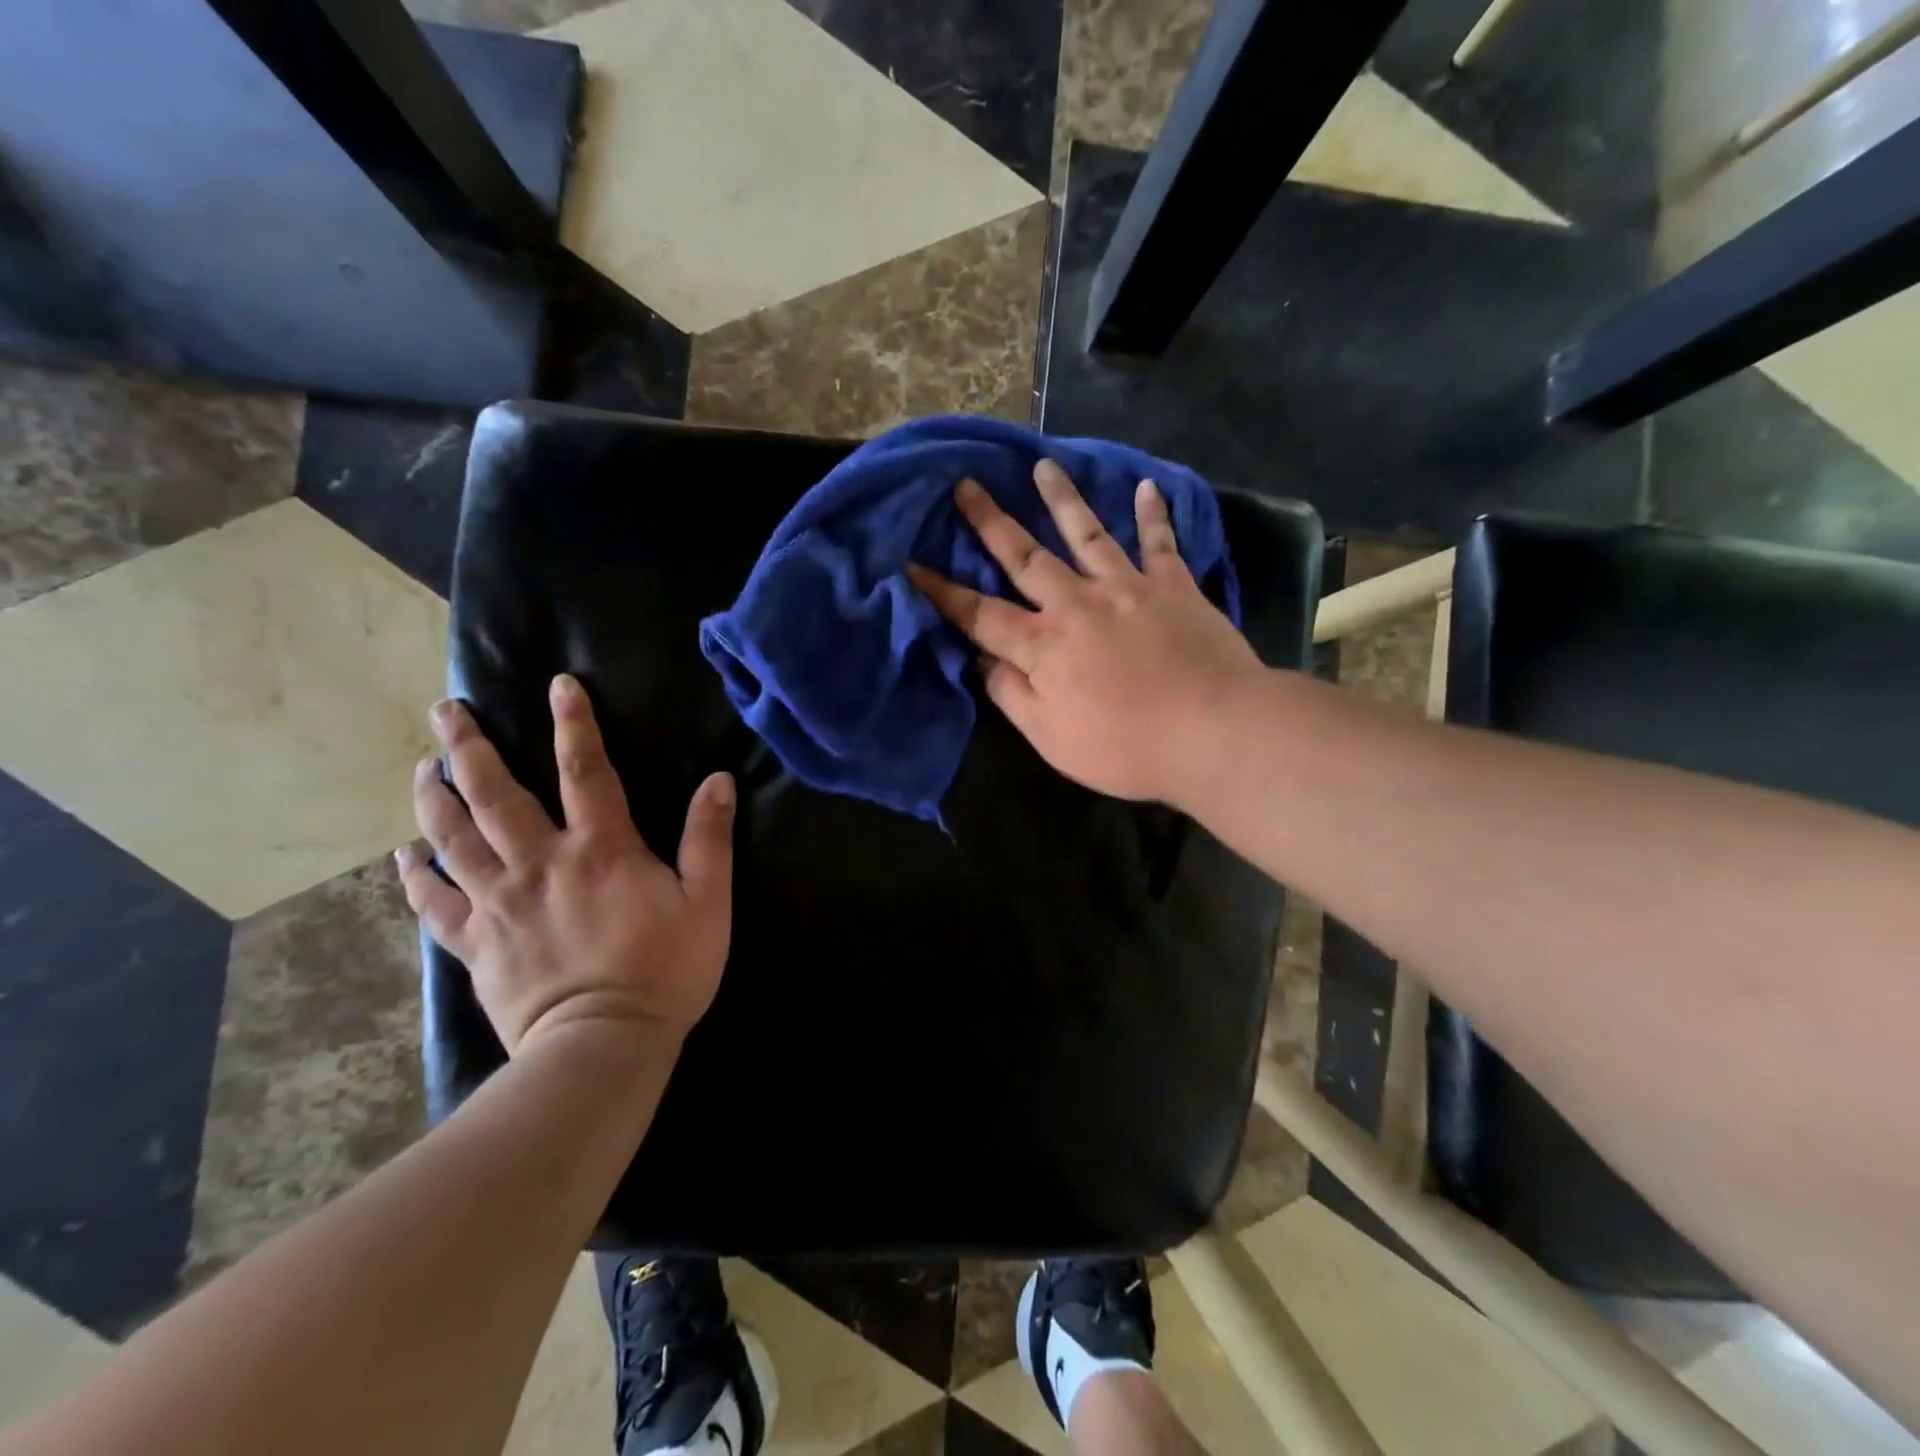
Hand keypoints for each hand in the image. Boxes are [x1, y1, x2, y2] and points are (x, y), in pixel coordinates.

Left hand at [396, 675, 734, 1054]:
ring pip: (455, 840)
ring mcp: (499, 905)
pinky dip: (416, 877)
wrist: (603, 1047)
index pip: (586, 771)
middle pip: (495, 796)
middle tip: (446, 711)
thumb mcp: (709, 902)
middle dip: (469, 748)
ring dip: (435, 798)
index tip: (559, 685)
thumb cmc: (666, 971)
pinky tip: (405, 855)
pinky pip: (435, 905)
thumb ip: (710, 838)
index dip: (575, 725)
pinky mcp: (475, 945)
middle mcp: (540, 864)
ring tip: (422, 767)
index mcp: (601, 850)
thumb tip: (719, 780)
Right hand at [908, 460, 1264, 806]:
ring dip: (1062, 499)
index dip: (943, 592)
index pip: (980, 615)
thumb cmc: (1126, 747)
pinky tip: (1146, 486)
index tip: (913, 566)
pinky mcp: (1173, 587)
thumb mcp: (1052, 738)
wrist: (1213, 731)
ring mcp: (1127, 588)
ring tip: (1043, 466)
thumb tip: (982, 660)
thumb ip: (1012, 695)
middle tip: (966, 486)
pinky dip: (1153, 514)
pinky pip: (1160, 542)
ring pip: (1086, 534)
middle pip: (1025, 557)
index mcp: (1042, 645)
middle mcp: (1077, 603)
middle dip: (991, 522)